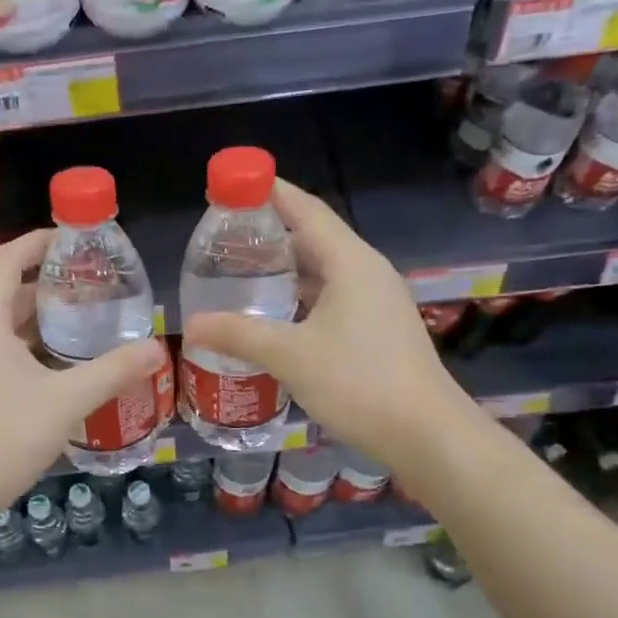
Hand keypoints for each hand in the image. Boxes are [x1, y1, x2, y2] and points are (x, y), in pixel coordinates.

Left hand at [0, 230, 166, 523]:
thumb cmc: (4, 436)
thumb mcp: (67, 400)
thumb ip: (112, 371)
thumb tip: (157, 349)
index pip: (6, 260)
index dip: (38, 243)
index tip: (74, 241)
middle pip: (5, 293)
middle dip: (47, 286)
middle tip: (91, 288)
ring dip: (36, 320)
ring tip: (80, 325)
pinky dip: (23, 347)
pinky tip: (54, 369)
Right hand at [182, 179, 458, 468]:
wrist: (425, 433)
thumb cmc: (359, 382)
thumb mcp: (290, 356)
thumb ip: (239, 335)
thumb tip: (192, 326)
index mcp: (350, 262)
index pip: (306, 210)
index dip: (269, 192)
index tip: (232, 184)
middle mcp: (367, 272)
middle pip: (314, 237)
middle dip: (270, 234)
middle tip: (224, 239)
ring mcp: (377, 301)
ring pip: (323, 271)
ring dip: (285, 269)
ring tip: (241, 275)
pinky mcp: (378, 328)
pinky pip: (332, 297)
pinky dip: (300, 297)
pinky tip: (275, 317)